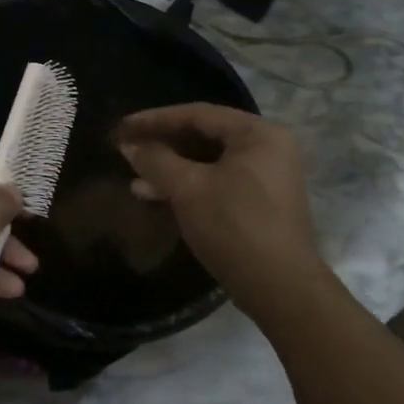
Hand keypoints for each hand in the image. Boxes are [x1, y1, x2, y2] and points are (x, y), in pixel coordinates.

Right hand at [115, 104, 328, 319]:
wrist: (280, 289)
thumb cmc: (234, 226)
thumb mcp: (187, 188)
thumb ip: (155, 160)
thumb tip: (128, 145)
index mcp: (257, 133)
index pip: (197, 114)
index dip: (155, 119)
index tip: (122, 127)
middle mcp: (267, 148)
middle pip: (203, 136)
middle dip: (162, 145)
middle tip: (127, 149)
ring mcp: (265, 177)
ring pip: (207, 162)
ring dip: (170, 168)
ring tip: (135, 178)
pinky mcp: (259, 203)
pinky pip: (216, 181)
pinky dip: (187, 185)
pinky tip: (156, 195)